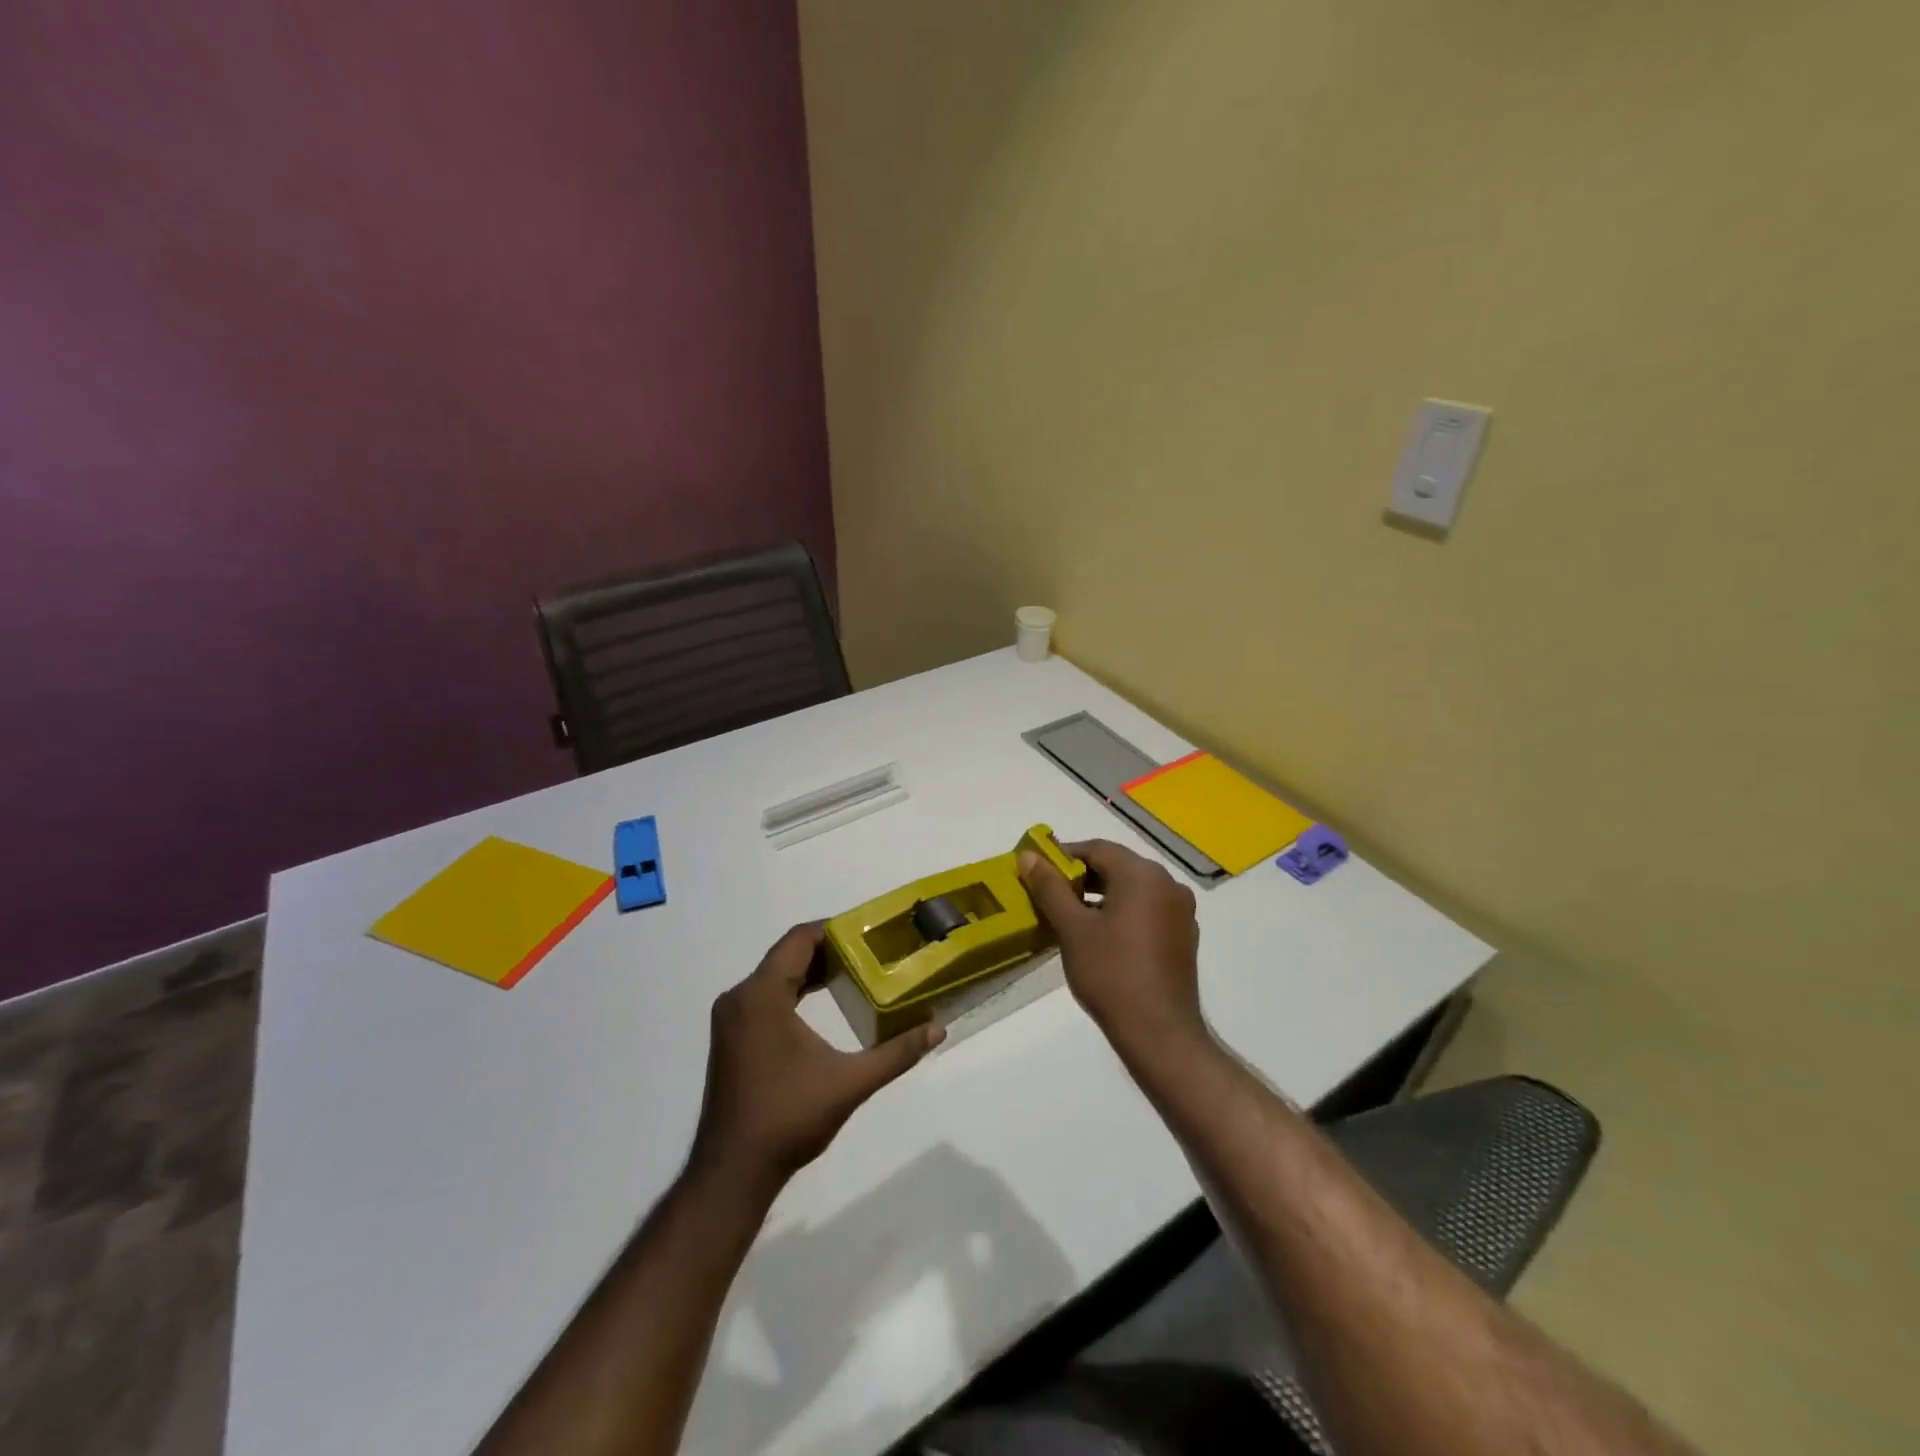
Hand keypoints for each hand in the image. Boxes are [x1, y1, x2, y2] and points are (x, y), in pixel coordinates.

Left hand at [688, 924, 943, 1201]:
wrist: (733, 1172)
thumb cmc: (789, 1119)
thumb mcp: (850, 1083)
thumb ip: (896, 1053)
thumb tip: (937, 1028)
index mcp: (761, 996)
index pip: (798, 939)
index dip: (834, 928)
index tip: (870, 930)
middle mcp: (740, 998)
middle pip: (787, 955)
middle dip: (829, 950)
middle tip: (872, 951)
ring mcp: (732, 1019)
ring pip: (775, 976)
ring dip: (812, 971)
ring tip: (856, 972)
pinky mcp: (732, 1037)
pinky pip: (765, 996)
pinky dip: (795, 991)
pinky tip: (824, 1002)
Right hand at [1019, 839, 1206, 1058]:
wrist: (1159, 1032)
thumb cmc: (1110, 973)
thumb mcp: (1072, 928)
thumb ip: (1050, 887)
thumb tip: (1028, 856)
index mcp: (1142, 874)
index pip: (1097, 849)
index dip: (1063, 855)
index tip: (1037, 869)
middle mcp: (1167, 883)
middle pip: (1117, 866)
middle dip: (1082, 876)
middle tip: (1049, 893)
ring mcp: (1180, 911)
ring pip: (1132, 889)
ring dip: (1101, 894)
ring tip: (1070, 915)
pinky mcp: (1184, 936)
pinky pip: (1147, 909)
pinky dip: (1122, 912)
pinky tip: (1101, 935)